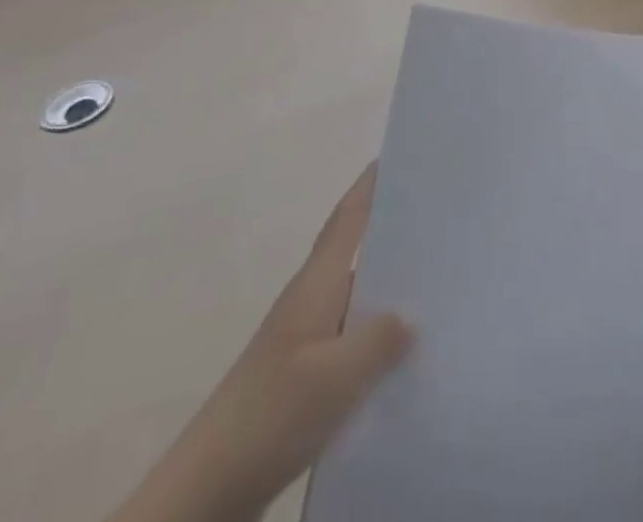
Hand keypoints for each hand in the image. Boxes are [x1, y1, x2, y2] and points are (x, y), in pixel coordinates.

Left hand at [108, 166, 412, 521]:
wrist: (202, 497)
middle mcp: (310, 305)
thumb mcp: (336, 377)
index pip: (348, 220)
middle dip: (393, 232)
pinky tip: (406, 355)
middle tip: (441, 217)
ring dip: (391, 290)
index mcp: (315, 287)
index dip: (370, 185)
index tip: (397, 155)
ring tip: (440, 282)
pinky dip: (378, 338)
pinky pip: (352, 343)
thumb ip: (381, 339)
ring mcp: (304, 345)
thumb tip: (413, 313)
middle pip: (357, 254)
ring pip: (358, 302)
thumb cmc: (269, 416)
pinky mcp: (303, 382)